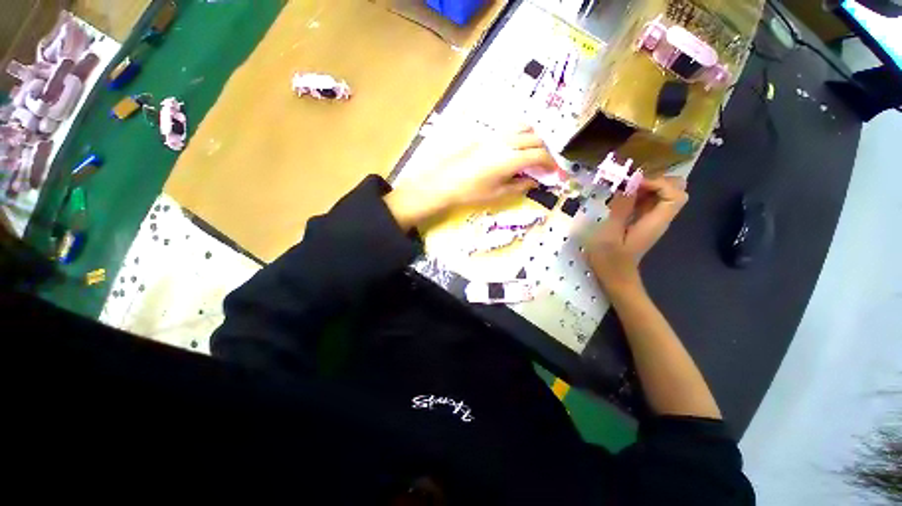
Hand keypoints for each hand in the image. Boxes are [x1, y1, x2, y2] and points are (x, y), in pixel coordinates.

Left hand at [385, 128, 560, 229]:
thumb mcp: (498, 194)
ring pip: (524, 128)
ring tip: (531, 154)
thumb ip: (520, 185)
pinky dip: (521, 134)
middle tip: (544, 165)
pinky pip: (511, 128)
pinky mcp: (487, 135)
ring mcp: (496, 136)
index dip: (551, 164)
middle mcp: (507, 142)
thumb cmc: (471, 192)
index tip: (555, 173)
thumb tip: (534, 181)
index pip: (540, 155)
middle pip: (536, 139)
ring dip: (534, 139)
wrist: (445, 182)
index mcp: (511, 158)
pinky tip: (515, 148)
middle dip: (545, 151)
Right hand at [586, 176, 687, 294]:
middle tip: (629, 184)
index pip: (676, 194)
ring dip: (644, 187)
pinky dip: (637, 195)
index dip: (659, 183)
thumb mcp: (610, 234)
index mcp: (655, 222)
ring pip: (662, 194)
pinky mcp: (643, 222)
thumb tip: (628, 186)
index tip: (634, 185)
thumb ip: (620, 210)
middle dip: (655, 181)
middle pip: (675, 190)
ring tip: (621, 189)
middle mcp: (660, 218)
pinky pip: (648, 202)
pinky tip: (619, 199)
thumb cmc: (609, 259)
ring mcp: (652, 220)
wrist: (614, 277)